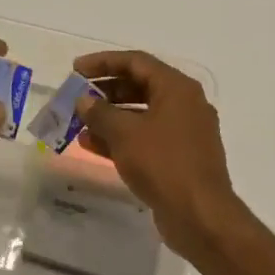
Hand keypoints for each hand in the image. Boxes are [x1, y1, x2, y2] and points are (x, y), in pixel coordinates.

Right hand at [72, 50, 243, 259]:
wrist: (198, 213)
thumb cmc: (163, 163)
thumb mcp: (125, 133)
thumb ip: (100, 113)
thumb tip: (85, 101)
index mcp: (177, 88)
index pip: (136, 62)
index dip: (103, 62)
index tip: (75, 70)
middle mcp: (185, 104)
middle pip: (140, 87)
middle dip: (105, 92)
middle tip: (76, 99)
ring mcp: (185, 133)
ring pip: (142, 115)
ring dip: (110, 118)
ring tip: (79, 125)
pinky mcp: (180, 158)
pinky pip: (147, 139)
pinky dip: (122, 139)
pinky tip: (93, 146)